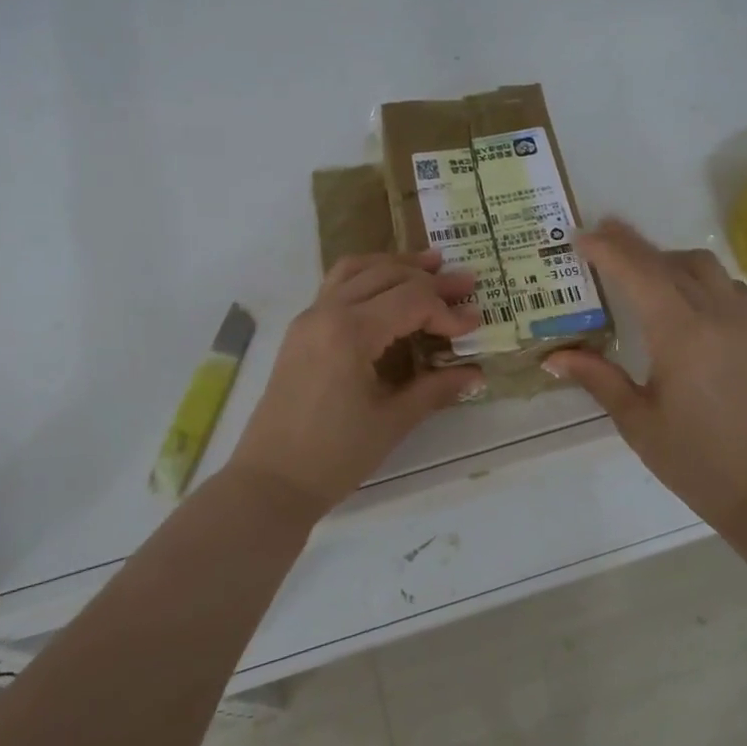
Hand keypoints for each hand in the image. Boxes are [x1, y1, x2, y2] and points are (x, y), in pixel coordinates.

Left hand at [230, 251, 482, 517]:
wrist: (270, 481)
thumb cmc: (334, 456)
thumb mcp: (392, 421)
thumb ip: (435, 388)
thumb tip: (476, 373)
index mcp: (350, 331)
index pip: (411, 301)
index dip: (447, 310)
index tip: (475, 324)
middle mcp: (326, 311)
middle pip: (386, 275)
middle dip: (429, 278)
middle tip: (465, 283)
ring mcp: (309, 317)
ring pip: (356, 269)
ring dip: (394, 265)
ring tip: (429, 265)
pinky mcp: (301, 330)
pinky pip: (337, 285)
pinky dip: (367, 277)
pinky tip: (387, 288)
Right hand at [543, 219, 746, 524]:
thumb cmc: (694, 459)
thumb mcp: (636, 420)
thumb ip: (596, 377)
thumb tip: (552, 357)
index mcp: (681, 334)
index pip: (640, 273)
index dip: (609, 250)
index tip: (581, 237)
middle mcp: (716, 316)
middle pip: (669, 261)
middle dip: (632, 244)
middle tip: (600, 235)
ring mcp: (744, 321)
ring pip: (703, 265)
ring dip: (667, 257)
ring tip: (638, 267)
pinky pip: (727, 285)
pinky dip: (698, 277)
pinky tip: (682, 296)